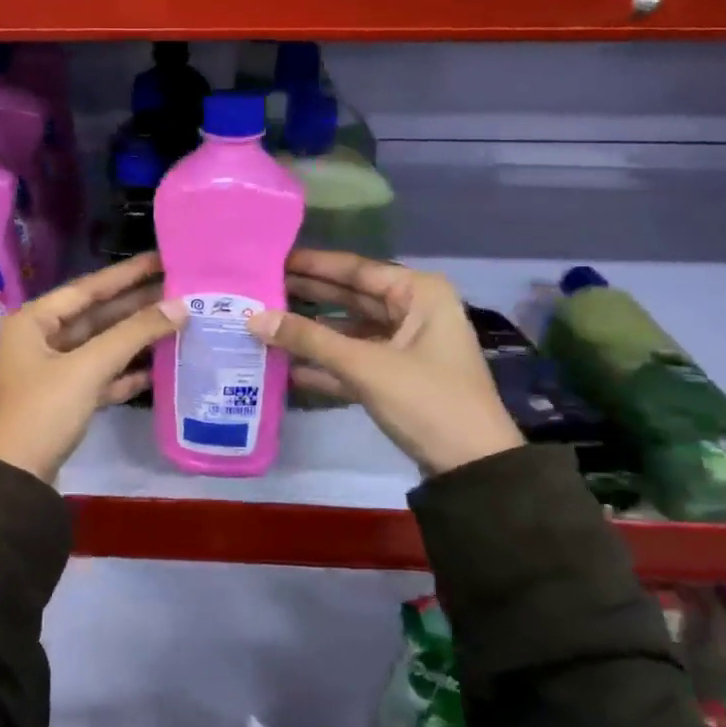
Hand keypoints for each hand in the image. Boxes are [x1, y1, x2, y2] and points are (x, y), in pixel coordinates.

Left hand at [0, 252, 184, 484]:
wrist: (15, 481)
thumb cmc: (43, 411)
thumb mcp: (88, 368)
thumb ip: (134, 334)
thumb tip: (180, 306)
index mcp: (33, 321)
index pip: (87, 289)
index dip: (126, 274)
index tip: (160, 259)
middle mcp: (39, 340)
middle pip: (95, 316)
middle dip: (135, 306)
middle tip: (178, 289)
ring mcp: (51, 371)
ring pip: (99, 346)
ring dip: (134, 339)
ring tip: (176, 323)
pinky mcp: (63, 400)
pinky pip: (99, 376)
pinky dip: (124, 372)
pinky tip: (156, 368)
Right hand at [248, 249, 524, 476]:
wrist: (473, 467)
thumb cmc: (426, 400)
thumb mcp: (365, 366)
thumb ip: (308, 340)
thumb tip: (252, 318)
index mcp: (419, 293)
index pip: (356, 269)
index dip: (312, 265)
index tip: (272, 259)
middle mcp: (415, 310)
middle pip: (352, 296)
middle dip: (308, 295)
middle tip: (260, 288)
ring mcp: (408, 345)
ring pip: (351, 330)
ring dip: (313, 331)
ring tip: (265, 323)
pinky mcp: (399, 376)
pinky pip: (356, 359)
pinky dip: (326, 362)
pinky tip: (288, 365)